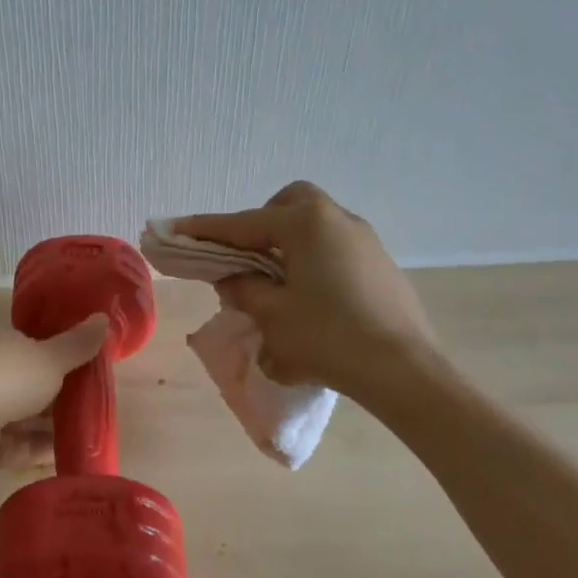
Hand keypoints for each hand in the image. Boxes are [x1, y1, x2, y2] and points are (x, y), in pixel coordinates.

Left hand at [0, 317, 109, 476]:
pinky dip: (48, 450)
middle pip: (38, 386)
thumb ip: (77, 344)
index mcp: (9, 349)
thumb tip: (104, 317)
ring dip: (59, 425)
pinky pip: (26, 448)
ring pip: (32, 419)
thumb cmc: (5, 377)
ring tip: (99, 433)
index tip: (97, 367)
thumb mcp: (50, 357)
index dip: (67, 356)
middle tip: (106, 404)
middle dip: (66, 394)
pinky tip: (78, 456)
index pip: (40, 349)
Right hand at [176, 182, 436, 402]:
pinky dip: (311, 259)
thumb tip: (235, 277)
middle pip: (287, 206)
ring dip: (286, 243)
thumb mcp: (272, 315)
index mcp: (305, 224)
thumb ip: (244, 288)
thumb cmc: (328, 337)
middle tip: (242, 256)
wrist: (404, 371)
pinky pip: (334, 247)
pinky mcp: (380, 264)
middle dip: (258, 224)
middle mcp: (337, 219)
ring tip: (272, 282)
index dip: (204, 230)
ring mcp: (365, 240)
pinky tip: (309, 297)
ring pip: (314, 225)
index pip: (241, 223)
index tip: (173, 229)